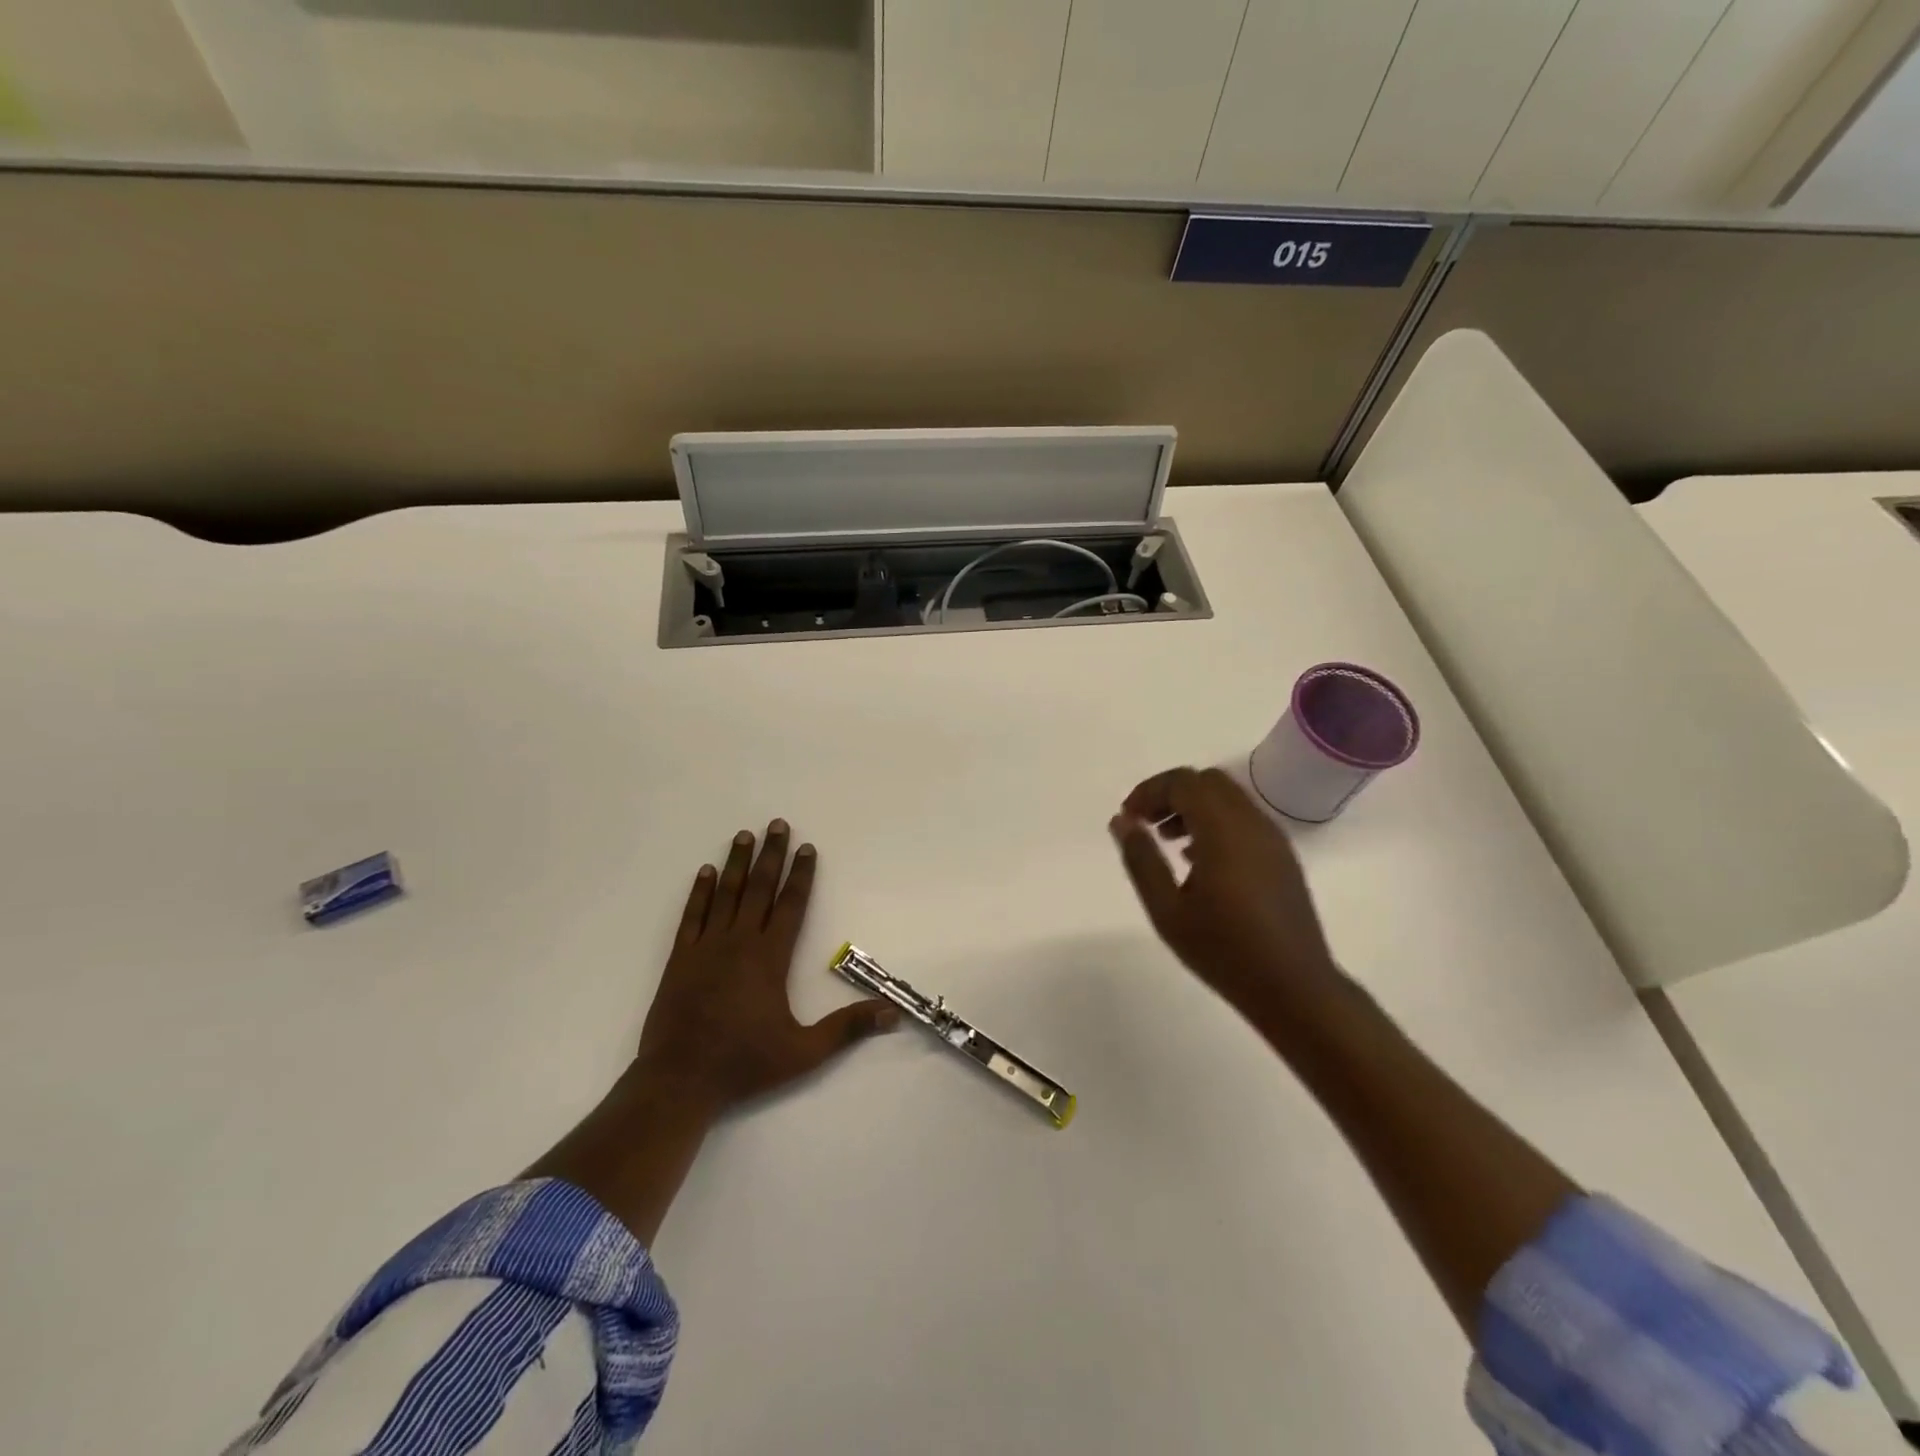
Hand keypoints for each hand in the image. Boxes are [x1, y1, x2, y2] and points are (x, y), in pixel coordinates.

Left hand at [634, 819, 899, 1113]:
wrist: (680, 1081)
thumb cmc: (745, 1064)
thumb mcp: (804, 1052)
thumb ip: (847, 1029)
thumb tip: (893, 1014)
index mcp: (770, 958)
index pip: (791, 905)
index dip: (801, 875)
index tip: (807, 847)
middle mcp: (739, 943)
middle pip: (759, 889)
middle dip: (771, 855)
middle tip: (777, 823)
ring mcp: (706, 948)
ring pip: (725, 895)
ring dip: (736, 863)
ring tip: (744, 835)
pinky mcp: (680, 959)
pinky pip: (692, 916)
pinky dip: (699, 892)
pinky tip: (705, 872)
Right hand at [1109, 767, 1342, 1016]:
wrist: (1294, 988)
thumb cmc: (1224, 951)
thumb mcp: (1167, 910)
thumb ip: (1141, 860)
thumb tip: (1122, 821)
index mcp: (1223, 831)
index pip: (1183, 782)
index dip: (1150, 791)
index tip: (1128, 818)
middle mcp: (1252, 823)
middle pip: (1207, 782)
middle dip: (1171, 794)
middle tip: (1145, 825)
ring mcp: (1272, 838)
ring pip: (1228, 798)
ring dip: (1193, 807)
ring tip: (1168, 842)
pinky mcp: (1282, 856)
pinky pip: (1244, 819)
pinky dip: (1215, 822)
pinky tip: (1198, 861)